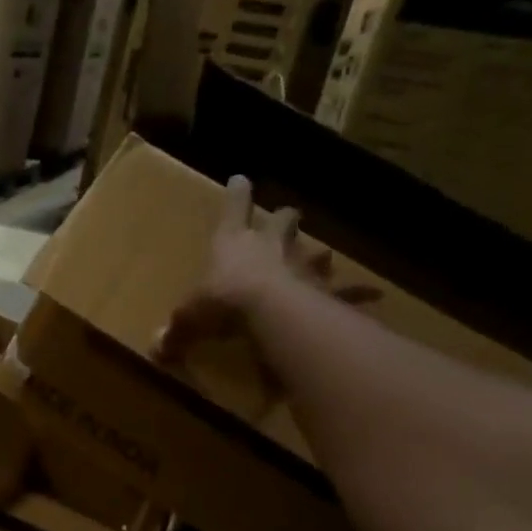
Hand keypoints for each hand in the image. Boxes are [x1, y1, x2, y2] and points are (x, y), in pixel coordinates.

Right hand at [154, 174, 377, 366]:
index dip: (237, 195)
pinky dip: (358, 293)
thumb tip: (155, 351)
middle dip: (284, 219)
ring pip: (314, 251)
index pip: (234, 209)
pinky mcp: (324, 290)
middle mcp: (270, 246)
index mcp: (234, 243)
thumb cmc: (223, 302)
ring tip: (322, 257)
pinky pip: (345, 291)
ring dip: (315, 254)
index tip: (241, 179)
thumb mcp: (189, 318)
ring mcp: (301, 266)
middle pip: (283, 222)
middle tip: (287, 217)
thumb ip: (175, 332)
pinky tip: (375, 295)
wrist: (271, 311)